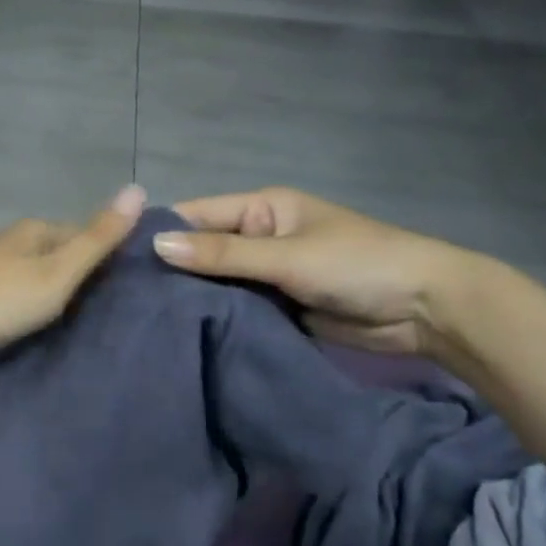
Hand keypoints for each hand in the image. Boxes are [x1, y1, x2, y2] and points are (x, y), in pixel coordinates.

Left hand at [0, 185, 147, 376]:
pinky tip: (46, 322)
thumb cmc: (1, 298)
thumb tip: (138, 187)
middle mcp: (16, 240)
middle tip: (115, 308)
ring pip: (42, 272)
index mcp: (37, 229)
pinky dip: (39, 303)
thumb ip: (98, 237)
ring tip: (87, 320)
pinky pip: (23, 291)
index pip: (86, 233)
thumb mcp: (58, 271)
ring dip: (62, 290)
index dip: (110, 256)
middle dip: (86, 274)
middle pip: (63, 252)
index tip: (134, 286)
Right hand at [152, 187, 474, 356]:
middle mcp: (260, 237)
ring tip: (143, 321)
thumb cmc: (358, 264)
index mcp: (262, 208)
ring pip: (219, 283)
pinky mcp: (280, 307)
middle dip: (173, 271)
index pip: (197, 214)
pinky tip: (183, 336)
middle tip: (124, 298)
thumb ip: (224, 255)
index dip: (161, 232)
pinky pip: (239, 309)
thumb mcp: (287, 256)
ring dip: (193, 299)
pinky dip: (218, 319)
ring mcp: (269, 274)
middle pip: (204, 250)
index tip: (117, 257)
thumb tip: (157, 246)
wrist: (427, 310)